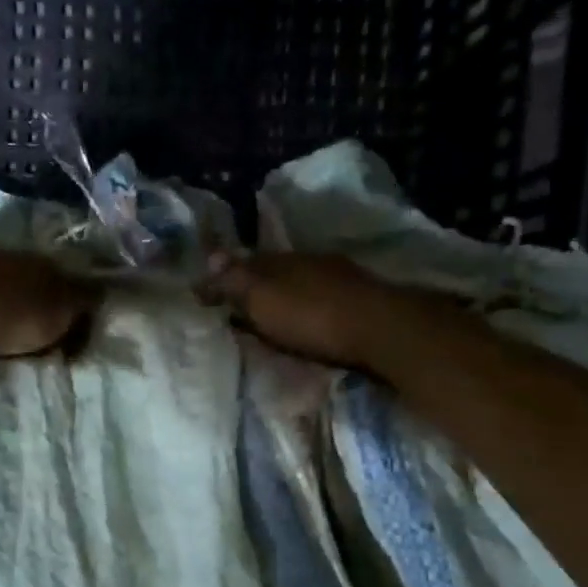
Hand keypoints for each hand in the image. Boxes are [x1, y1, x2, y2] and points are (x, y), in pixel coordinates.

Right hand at [199, 253, 396, 368]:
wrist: (380, 329)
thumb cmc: (312, 315)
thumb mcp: (262, 298)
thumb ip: (235, 279)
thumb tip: (209, 256)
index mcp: (282, 259)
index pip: (245, 262)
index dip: (225, 277)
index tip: (207, 296)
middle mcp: (310, 262)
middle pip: (274, 271)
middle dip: (255, 285)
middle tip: (236, 306)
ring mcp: (339, 279)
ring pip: (300, 284)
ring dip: (283, 298)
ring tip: (268, 317)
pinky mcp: (360, 301)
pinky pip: (321, 300)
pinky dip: (306, 309)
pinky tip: (306, 322)